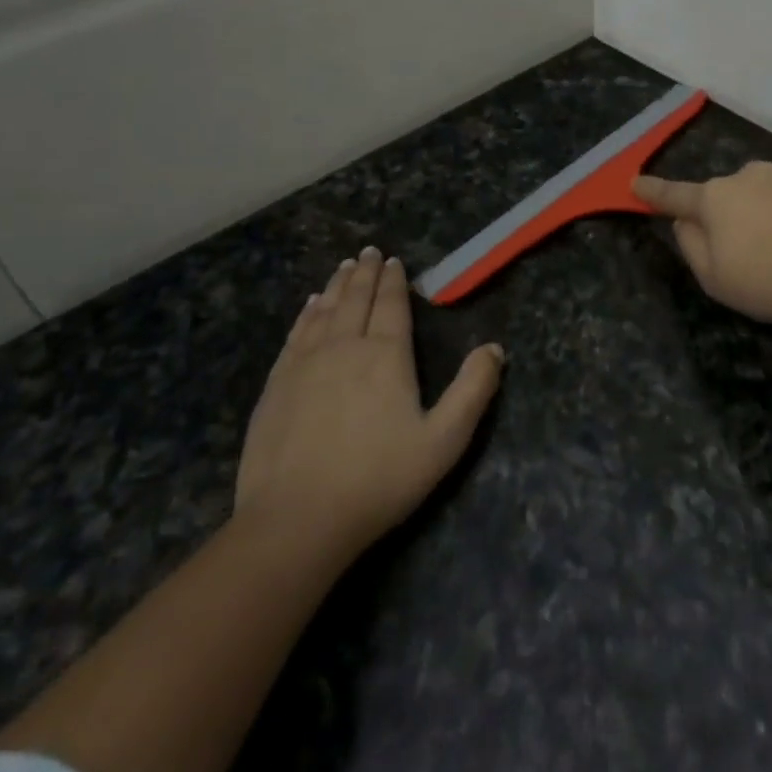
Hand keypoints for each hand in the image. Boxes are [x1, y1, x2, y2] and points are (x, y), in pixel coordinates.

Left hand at [235, 247, 503, 556]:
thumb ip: (473, 390)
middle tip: (369, 252)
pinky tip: (309, 306)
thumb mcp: (444, 440)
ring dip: (336, 286)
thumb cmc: (379, 479)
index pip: (391, 307)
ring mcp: (304, 365)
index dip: (394, 282)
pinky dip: (305, 314)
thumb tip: (495, 348)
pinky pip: (295, 335)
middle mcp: (344, 348)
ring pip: (323, 311)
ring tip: (343, 267)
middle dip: (365, 274)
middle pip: (355, 300)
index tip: (394, 261)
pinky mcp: (276, 386)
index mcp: (386, 356)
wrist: (297, 519)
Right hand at [634, 162, 771, 322]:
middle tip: (755, 252)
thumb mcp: (714, 279)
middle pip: (731, 195)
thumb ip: (691, 246)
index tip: (635, 183)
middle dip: (736, 215)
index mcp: (715, 199)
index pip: (675, 194)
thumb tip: (684, 222)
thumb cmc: (769, 279)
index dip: (653, 192)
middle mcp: (749, 175)